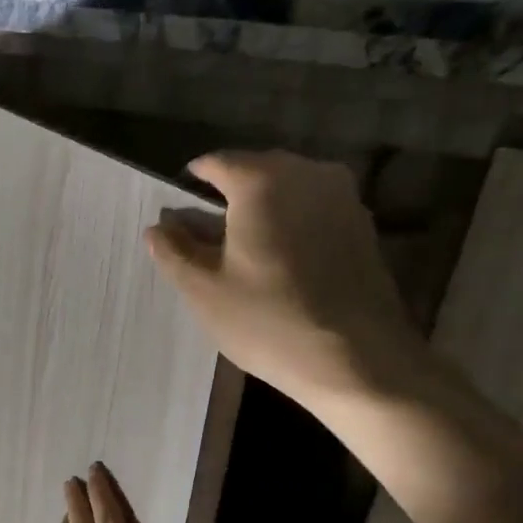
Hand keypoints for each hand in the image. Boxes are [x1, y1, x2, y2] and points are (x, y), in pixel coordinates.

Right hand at [145, 151, 421, 409]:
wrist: (357, 359)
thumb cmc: (268, 320)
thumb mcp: (203, 290)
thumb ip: (174, 250)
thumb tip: (159, 227)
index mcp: (262, 181)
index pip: (216, 163)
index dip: (192, 183)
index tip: (179, 212)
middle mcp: (307, 173)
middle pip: (255, 170)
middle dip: (228, 194)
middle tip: (207, 233)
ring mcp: (343, 197)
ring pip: (289, 188)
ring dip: (262, 208)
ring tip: (244, 247)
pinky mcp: (363, 225)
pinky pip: (314, 208)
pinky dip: (292, 222)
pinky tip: (281, 260)